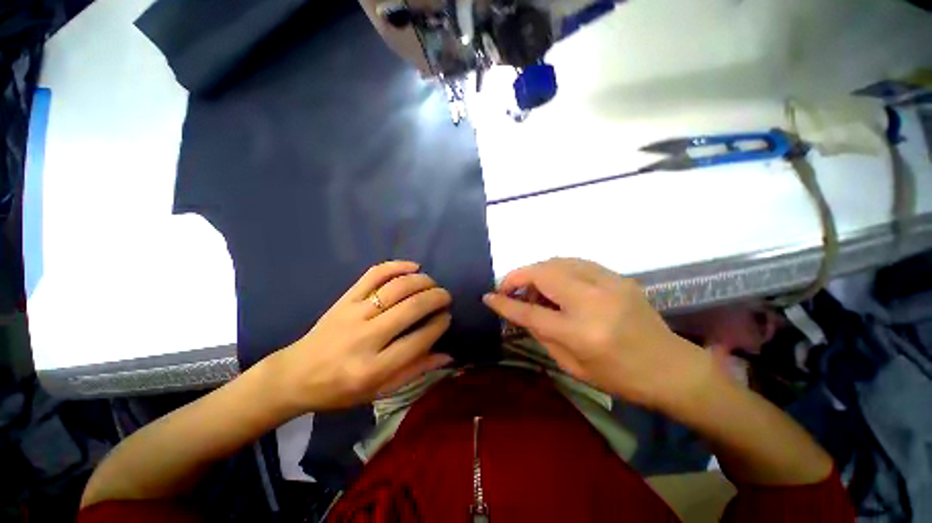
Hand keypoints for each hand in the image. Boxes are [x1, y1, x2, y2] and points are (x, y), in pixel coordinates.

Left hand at [270, 261, 453, 413]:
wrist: (295, 375)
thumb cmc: (340, 390)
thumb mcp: (379, 392)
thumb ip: (414, 371)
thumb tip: (448, 355)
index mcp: (374, 369)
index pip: (419, 339)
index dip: (439, 325)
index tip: (447, 317)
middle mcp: (365, 338)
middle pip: (411, 308)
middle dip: (436, 298)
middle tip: (445, 296)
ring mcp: (353, 314)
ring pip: (396, 288)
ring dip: (421, 281)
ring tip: (433, 283)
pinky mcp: (345, 299)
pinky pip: (374, 274)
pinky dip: (396, 266)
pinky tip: (413, 266)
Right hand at [483, 258, 713, 408]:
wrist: (671, 368)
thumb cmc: (619, 377)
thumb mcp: (572, 366)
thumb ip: (541, 334)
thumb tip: (520, 311)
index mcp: (581, 333)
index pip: (530, 312)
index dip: (504, 303)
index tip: (488, 296)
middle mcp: (594, 301)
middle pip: (543, 273)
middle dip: (518, 276)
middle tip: (510, 288)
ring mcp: (609, 283)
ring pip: (558, 261)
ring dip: (537, 270)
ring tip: (532, 287)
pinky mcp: (618, 276)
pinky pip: (576, 262)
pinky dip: (557, 268)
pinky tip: (555, 282)